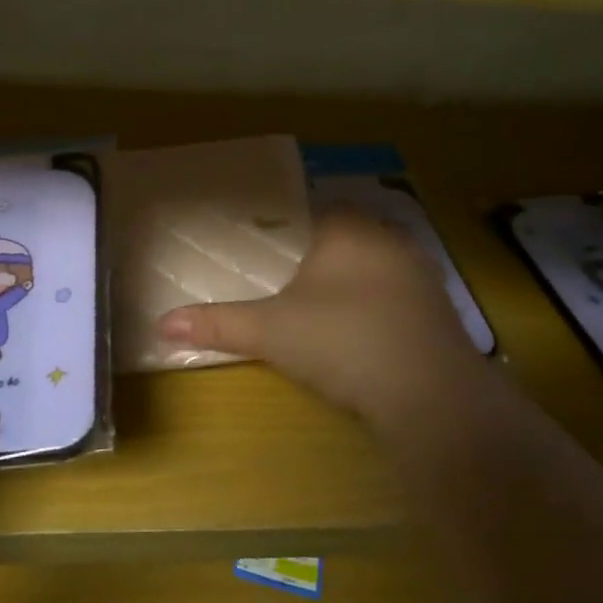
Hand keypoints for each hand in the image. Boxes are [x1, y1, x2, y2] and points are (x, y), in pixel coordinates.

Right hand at [158, 208, 486, 429]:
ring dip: (353, 279)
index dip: (287, 228)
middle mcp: (386, 237)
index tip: (268, 251)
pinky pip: (400, 293)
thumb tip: (161, 325)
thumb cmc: (340, 342)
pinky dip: (380, 304)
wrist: (429, 393)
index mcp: (344, 228)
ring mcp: (420, 271)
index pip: (312, 210)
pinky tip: (364, 331)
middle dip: (319, 255)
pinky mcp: (441, 306)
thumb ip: (218, 324)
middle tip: (288, 281)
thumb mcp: (270, 333)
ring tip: (323, 307)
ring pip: (375, 262)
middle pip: (345, 234)